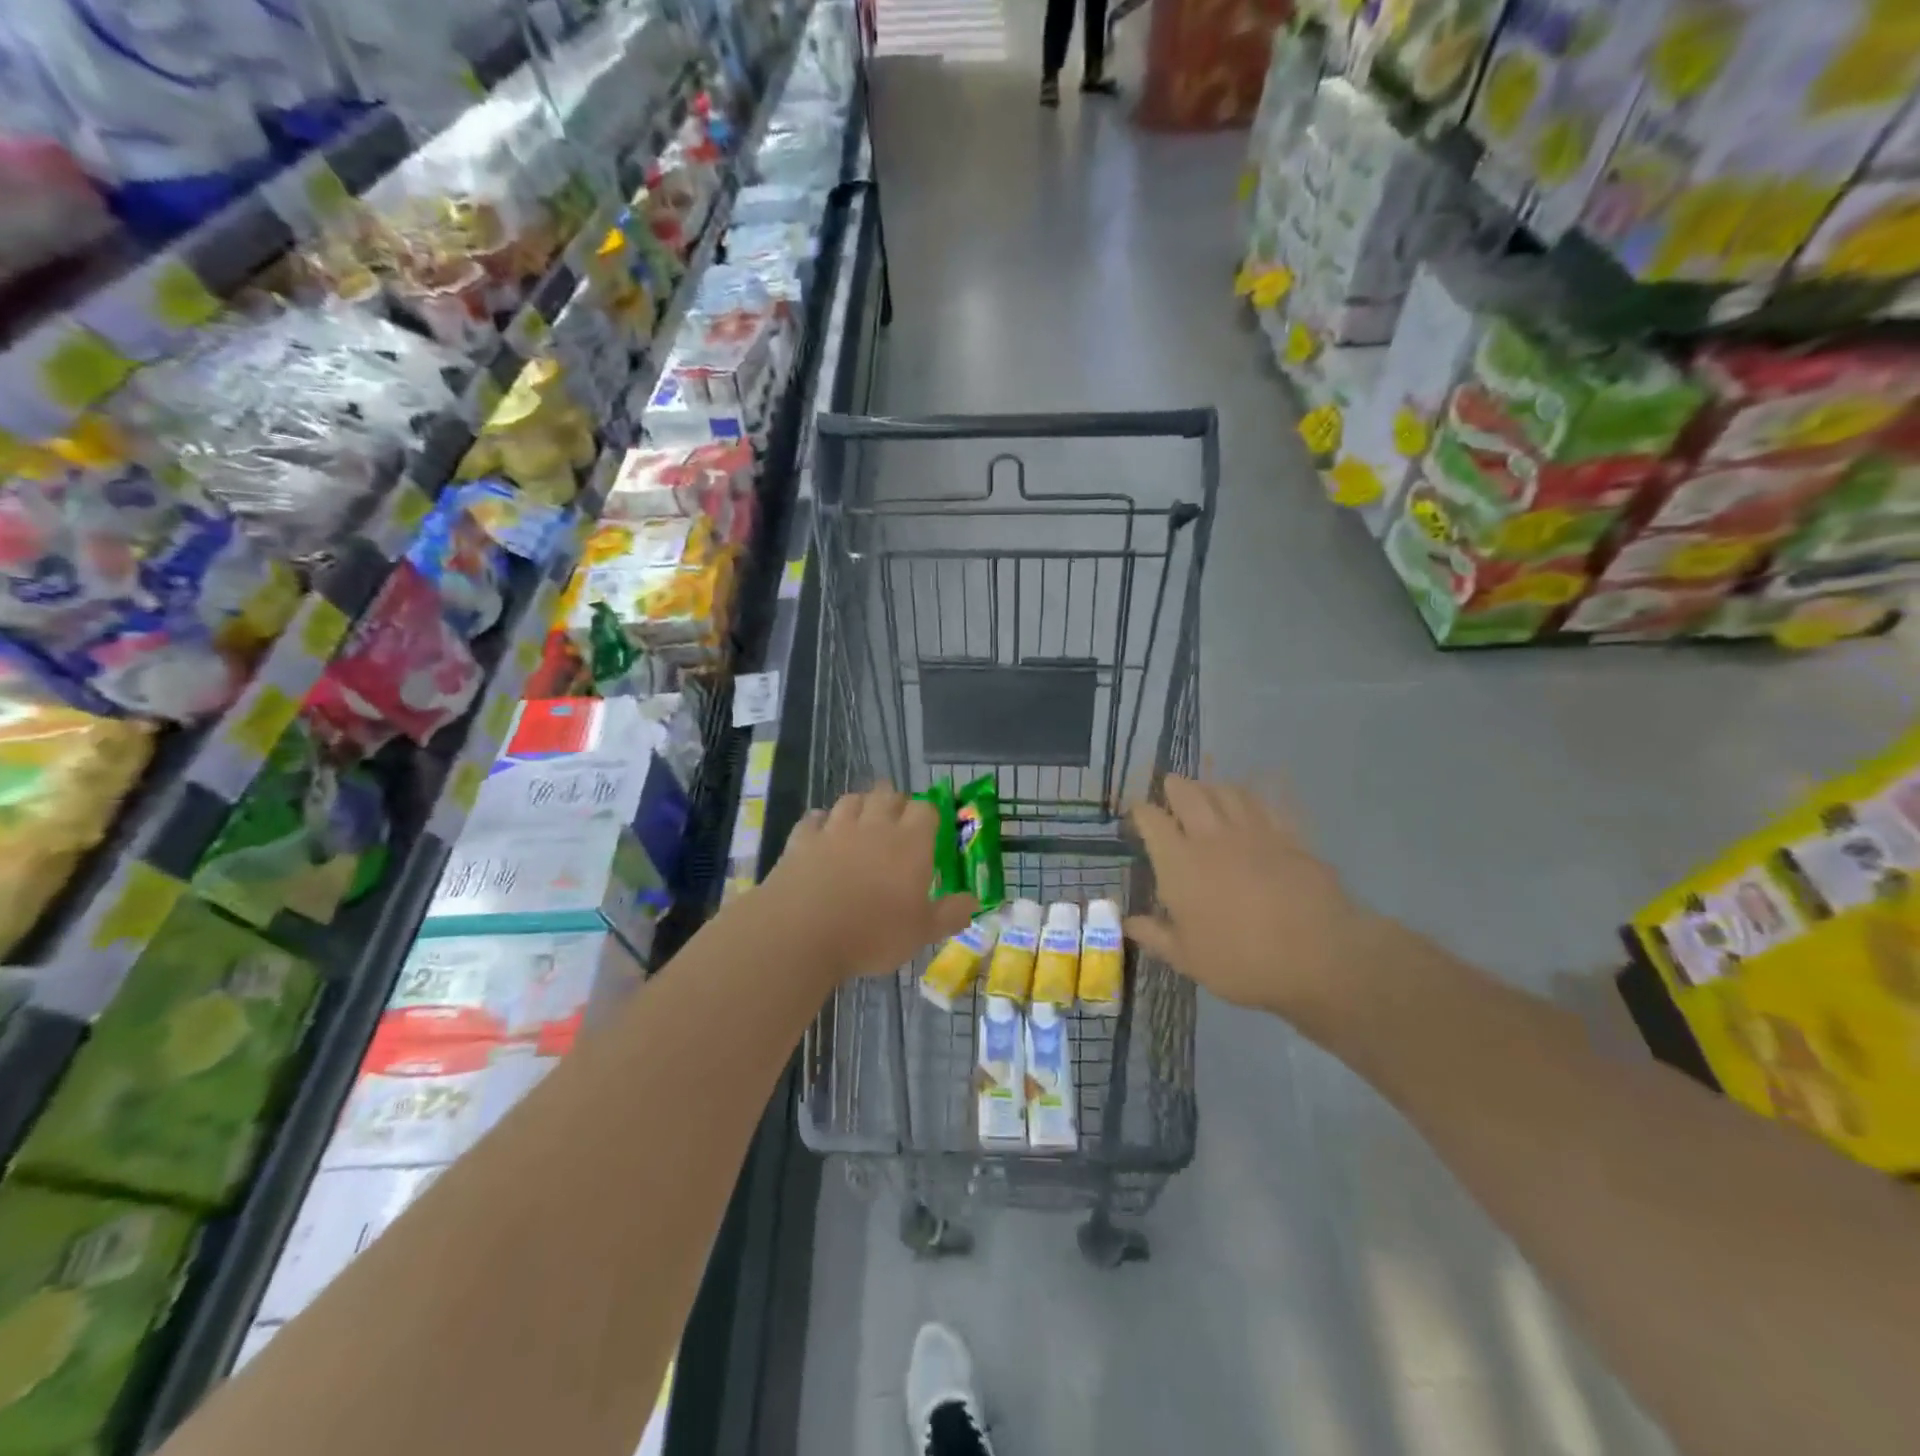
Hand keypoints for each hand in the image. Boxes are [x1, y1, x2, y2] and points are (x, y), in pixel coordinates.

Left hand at [760, 788, 977, 983]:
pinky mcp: (802, 840)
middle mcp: (874, 826)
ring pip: (851, 800)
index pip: (925, 809)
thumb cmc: (872, 934)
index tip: (928, 830)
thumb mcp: (921, 933)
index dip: (928, 815)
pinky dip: (820, 822)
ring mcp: (835, 829)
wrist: (801, 932)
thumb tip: (974, 902)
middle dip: (894, 802)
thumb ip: (950, 914)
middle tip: (895, 822)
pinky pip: (814, 819)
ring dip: (859, 806)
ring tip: (861, 821)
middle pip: (887, 794)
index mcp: (909, 843)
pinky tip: (821, 833)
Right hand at [1126, 777, 1385, 1025]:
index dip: (1141, 813)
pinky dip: (1253, 798)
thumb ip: (1154, 935)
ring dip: (1212, 789)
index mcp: (1179, 862)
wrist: (1319, 956)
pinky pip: (1265, 804)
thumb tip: (1128, 922)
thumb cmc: (1241, 961)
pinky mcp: (1288, 836)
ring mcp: (1253, 832)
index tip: (1138, 818)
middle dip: (1175, 787)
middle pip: (1188, 792)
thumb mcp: (1188, 958)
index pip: (1151, 819)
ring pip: (1227, 791)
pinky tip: (1252, 805)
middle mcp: (1211, 836)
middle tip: (1171, 791)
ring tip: (1208, 795)